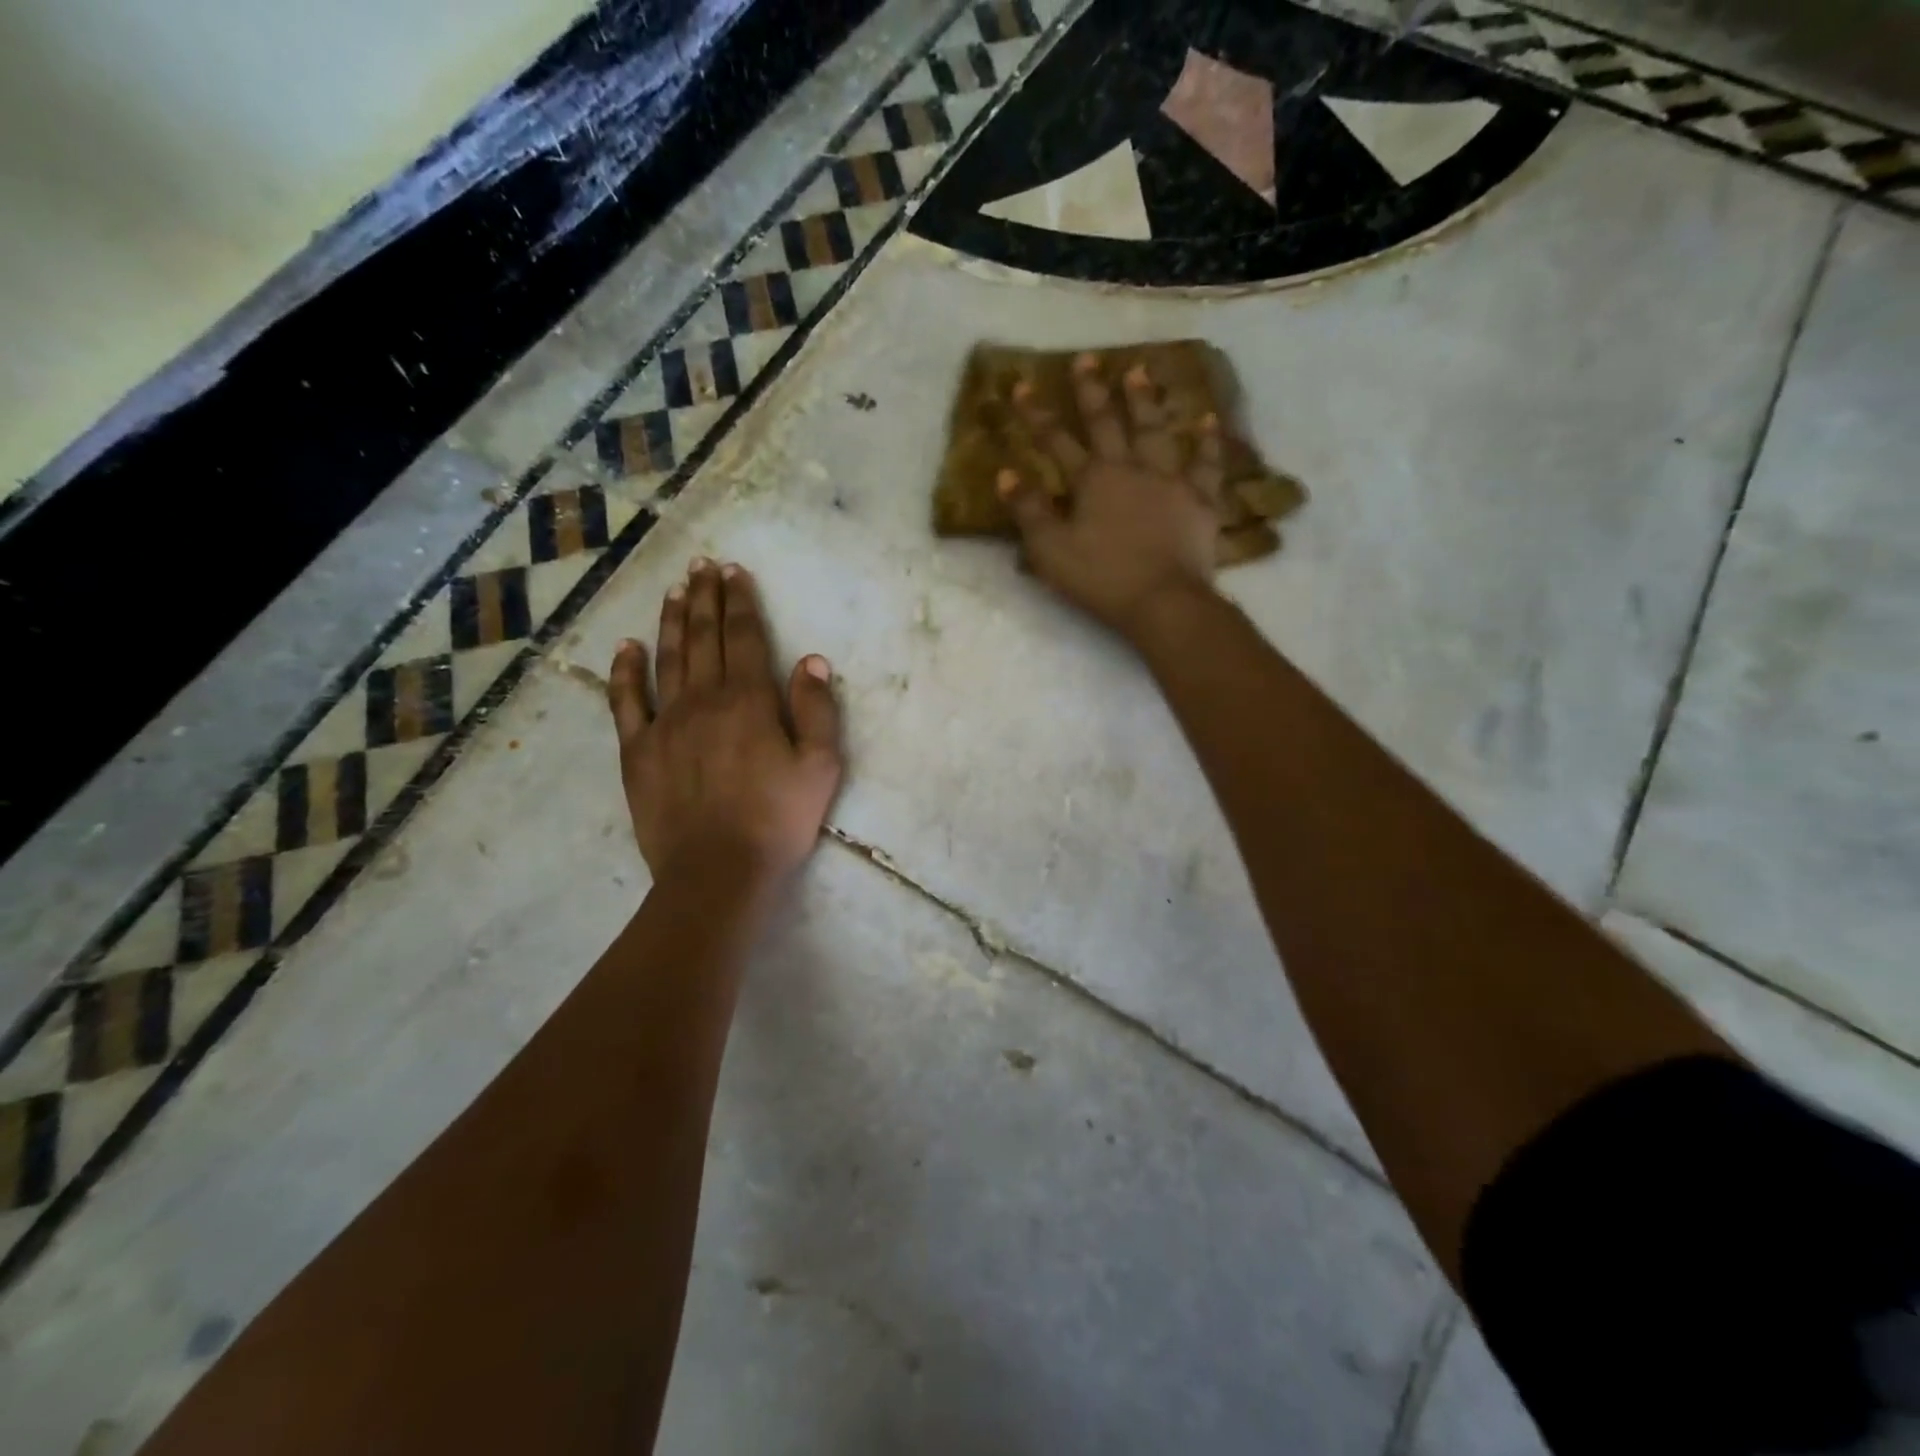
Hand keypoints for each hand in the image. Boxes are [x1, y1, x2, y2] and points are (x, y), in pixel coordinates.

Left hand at [606, 558, 842, 890]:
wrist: (718, 872)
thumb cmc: (778, 820)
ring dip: (672, 620)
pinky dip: (625, 670)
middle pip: (704, 637)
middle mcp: (704, 699)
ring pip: (668, 658)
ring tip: (674, 590)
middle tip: (702, 565)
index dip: (741, 601)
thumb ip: (817, 710)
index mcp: (750, 700)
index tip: (734, 571)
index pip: (745, 637)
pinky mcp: (638, 750)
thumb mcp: (820, 767)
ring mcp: (665, 723)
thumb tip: (811, 661)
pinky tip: (627, 646)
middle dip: (705, 597)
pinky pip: (626, 701)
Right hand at [999, 354, 1222, 641]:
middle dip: (1092, 391)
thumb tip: (1006, 474)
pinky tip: (1207, 419)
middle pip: (1108, 422)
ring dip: (1145, 400)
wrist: (1162, 600)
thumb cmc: (1101, 578)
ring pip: (1155, 430)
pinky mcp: (1200, 499)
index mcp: (1092, 480)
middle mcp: (1130, 468)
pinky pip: (1206, 464)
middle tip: (1086, 359)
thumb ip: (1028, 511)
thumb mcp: (1050, 550)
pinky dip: (1207, 441)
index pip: (1056, 440)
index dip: (1037, 414)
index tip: (1023, 384)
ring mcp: (1169, 480)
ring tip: (1139, 371)